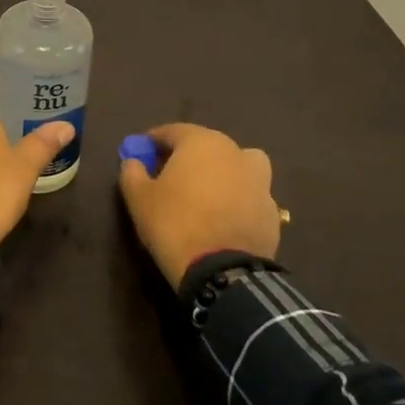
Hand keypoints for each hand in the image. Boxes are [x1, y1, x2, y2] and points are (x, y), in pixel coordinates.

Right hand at [118, 124, 284, 288]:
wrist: (222, 272)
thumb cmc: (174, 224)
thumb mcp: (138, 197)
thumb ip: (132, 172)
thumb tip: (133, 162)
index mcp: (202, 142)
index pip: (172, 131)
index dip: (153, 142)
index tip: (141, 155)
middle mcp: (235, 153)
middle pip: (206, 146)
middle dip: (186, 157)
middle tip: (168, 176)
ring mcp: (260, 182)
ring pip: (236, 166)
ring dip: (221, 173)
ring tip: (205, 195)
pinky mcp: (272, 212)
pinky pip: (249, 196)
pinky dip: (237, 200)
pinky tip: (223, 220)